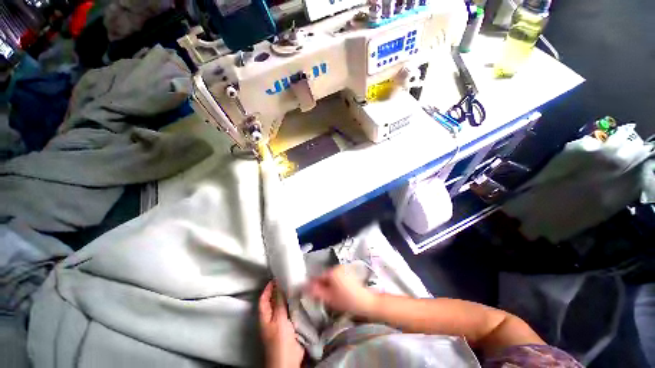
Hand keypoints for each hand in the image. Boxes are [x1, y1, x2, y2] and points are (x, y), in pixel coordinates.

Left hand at [259, 282, 303, 367]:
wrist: (288, 360)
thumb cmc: (279, 340)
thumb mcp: (279, 319)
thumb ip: (279, 302)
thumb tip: (279, 285)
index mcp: (265, 316)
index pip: (264, 298)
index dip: (268, 288)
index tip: (276, 277)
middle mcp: (272, 317)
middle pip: (274, 301)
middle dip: (280, 291)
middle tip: (289, 279)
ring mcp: (281, 321)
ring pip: (284, 305)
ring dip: (288, 297)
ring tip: (296, 285)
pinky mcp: (290, 325)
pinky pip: (291, 311)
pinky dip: (295, 303)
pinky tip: (301, 298)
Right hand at [307, 265, 377, 316]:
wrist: (366, 302)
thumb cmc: (346, 301)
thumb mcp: (329, 298)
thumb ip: (316, 291)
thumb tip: (306, 286)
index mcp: (332, 271)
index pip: (318, 277)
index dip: (315, 286)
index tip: (314, 296)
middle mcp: (337, 267)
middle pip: (325, 276)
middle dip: (323, 285)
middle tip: (325, 298)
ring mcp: (344, 269)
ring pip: (332, 277)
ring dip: (329, 285)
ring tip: (333, 297)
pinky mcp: (349, 272)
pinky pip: (338, 277)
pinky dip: (336, 283)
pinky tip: (340, 293)